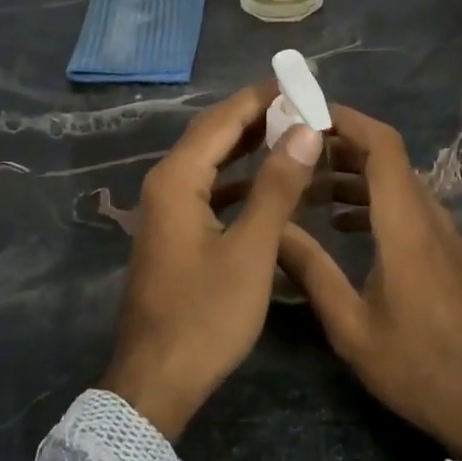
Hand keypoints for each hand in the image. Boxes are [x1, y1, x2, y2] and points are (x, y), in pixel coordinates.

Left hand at [100, 79, 324, 441]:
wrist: (157, 381)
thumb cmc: (205, 316)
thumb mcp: (250, 251)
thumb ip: (277, 187)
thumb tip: (304, 131)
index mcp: (177, 179)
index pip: (222, 119)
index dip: (261, 96)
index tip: (300, 79)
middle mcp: (165, 184)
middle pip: (213, 134)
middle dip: (257, 116)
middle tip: (304, 103)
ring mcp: (167, 209)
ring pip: (212, 162)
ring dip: (250, 146)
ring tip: (295, 133)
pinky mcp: (175, 232)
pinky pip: (210, 189)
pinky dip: (241, 179)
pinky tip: (270, 182)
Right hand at [278, 104, 461, 459]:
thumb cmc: (416, 366)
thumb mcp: (350, 326)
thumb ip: (311, 270)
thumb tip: (274, 228)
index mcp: (405, 225)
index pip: (383, 146)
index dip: (347, 120)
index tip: (306, 114)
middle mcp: (428, 216)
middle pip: (388, 157)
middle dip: (340, 144)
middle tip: (293, 151)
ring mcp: (442, 233)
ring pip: (396, 181)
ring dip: (354, 173)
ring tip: (308, 187)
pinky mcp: (446, 251)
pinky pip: (407, 205)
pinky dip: (373, 199)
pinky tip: (342, 223)